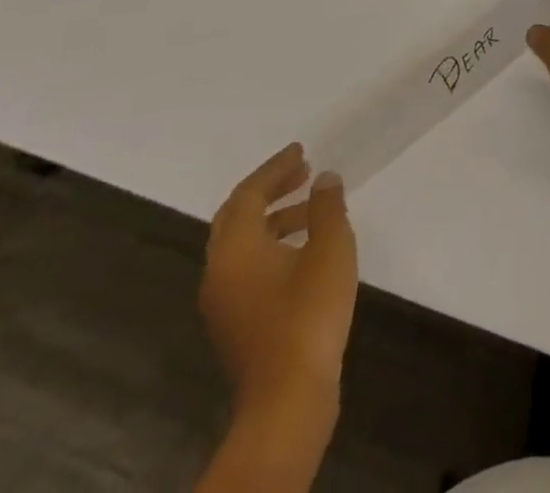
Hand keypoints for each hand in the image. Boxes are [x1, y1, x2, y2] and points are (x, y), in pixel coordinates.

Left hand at [200, 144, 358, 412]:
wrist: (288, 398)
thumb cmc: (309, 312)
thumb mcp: (330, 247)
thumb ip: (327, 207)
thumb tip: (324, 179)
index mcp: (235, 249)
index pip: (248, 194)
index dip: (274, 168)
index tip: (301, 151)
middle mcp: (219, 272)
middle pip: (236, 217)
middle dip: (269, 190)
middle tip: (302, 171)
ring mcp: (223, 302)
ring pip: (241, 244)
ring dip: (273, 218)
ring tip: (311, 208)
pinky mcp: (236, 323)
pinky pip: (246, 267)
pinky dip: (271, 245)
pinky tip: (304, 250)